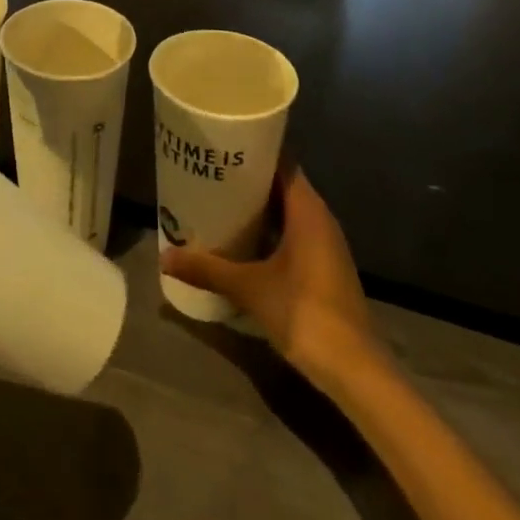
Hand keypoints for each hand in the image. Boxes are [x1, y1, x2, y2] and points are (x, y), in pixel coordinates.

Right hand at [162, 168, 380, 386]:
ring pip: (289, 212)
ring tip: (221, 204)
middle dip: (249, 181)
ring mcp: (326, 245)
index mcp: (307, 209)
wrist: (354, 370)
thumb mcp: (249, 288)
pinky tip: (244, 243)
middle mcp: (320, 219)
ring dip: (259, 209)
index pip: (281, 162)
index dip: (254, 151)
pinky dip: (271, 232)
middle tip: (211, 176)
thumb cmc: (304, 313)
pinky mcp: (326, 268)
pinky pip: (295, 235)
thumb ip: (208, 270)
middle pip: (282, 185)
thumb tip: (165, 257)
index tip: (223, 149)